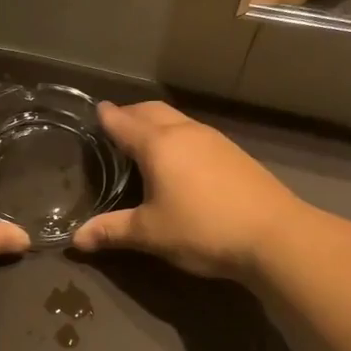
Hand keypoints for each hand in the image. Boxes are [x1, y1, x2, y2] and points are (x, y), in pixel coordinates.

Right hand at [72, 101, 302, 278]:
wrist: (275, 235)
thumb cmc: (202, 229)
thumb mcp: (150, 234)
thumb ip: (111, 231)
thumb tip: (75, 239)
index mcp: (158, 145)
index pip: (124, 122)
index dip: (107, 117)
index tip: (95, 111)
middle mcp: (185, 133)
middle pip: (152, 111)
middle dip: (131, 114)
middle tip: (115, 125)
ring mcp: (214, 141)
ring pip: (177, 120)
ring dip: (156, 124)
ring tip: (143, 142)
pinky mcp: (234, 154)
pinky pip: (195, 134)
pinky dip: (177, 137)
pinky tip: (179, 161)